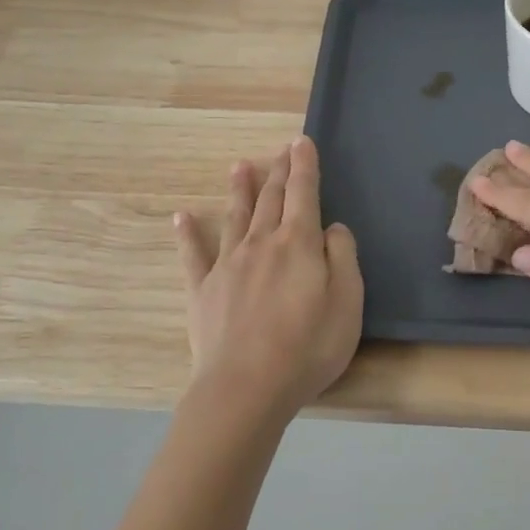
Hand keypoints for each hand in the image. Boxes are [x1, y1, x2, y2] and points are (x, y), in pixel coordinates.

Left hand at [174, 135, 363, 416]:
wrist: (245, 388)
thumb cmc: (307, 347)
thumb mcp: (347, 302)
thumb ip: (342, 257)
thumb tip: (331, 227)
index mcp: (298, 243)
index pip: (304, 193)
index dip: (304, 166)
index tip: (302, 141)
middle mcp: (261, 243)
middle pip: (272, 199)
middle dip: (279, 171)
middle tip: (282, 149)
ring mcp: (228, 265)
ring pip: (236, 217)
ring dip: (239, 190)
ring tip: (240, 166)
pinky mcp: (203, 290)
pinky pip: (193, 255)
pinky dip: (188, 234)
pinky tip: (181, 217)